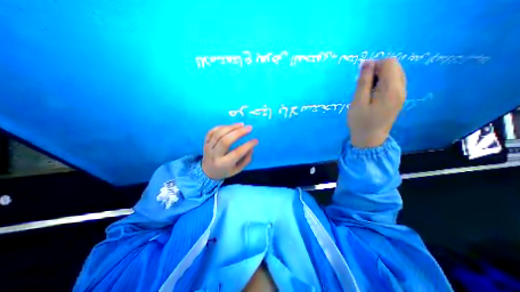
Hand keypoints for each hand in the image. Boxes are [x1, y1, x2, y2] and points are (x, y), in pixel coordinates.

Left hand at [201, 123, 257, 179]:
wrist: (208, 172)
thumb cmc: (226, 170)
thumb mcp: (238, 169)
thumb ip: (246, 159)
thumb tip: (251, 146)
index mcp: (224, 164)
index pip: (237, 153)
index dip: (248, 145)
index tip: (256, 140)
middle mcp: (214, 155)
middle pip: (225, 140)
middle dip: (239, 132)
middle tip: (249, 128)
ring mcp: (208, 148)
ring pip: (218, 134)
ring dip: (231, 127)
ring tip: (242, 124)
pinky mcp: (205, 142)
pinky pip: (211, 131)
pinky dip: (221, 127)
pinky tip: (230, 126)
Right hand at [349, 58, 405, 148]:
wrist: (369, 140)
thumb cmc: (360, 122)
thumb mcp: (357, 102)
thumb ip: (363, 82)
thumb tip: (367, 63)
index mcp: (391, 89)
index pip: (389, 63)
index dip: (373, 65)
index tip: (361, 77)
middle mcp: (401, 89)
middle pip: (394, 67)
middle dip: (377, 70)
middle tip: (363, 85)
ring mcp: (402, 95)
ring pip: (395, 74)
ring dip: (379, 77)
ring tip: (367, 91)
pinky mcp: (399, 99)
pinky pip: (394, 83)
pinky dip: (383, 83)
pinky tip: (373, 94)